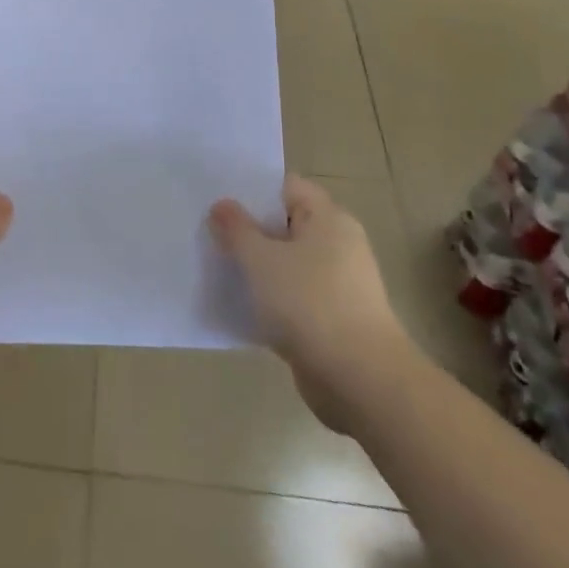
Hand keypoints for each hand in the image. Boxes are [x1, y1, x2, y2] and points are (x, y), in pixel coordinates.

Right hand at [209, 176, 414, 434]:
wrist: (360, 380)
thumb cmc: (310, 304)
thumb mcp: (261, 259)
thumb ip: (237, 229)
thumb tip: (222, 205)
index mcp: (328, 219)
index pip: (286, 187)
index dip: (252, 189)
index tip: (217, 197)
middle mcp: (337, 245)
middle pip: (285, 225)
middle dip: (248, 230)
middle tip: (207, 231)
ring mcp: (337, 284)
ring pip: (286, 264)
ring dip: (255, 267)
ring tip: (214, 265)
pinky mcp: (331, 320)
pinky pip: (291, 298)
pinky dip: (268, 300)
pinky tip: (237, 305)